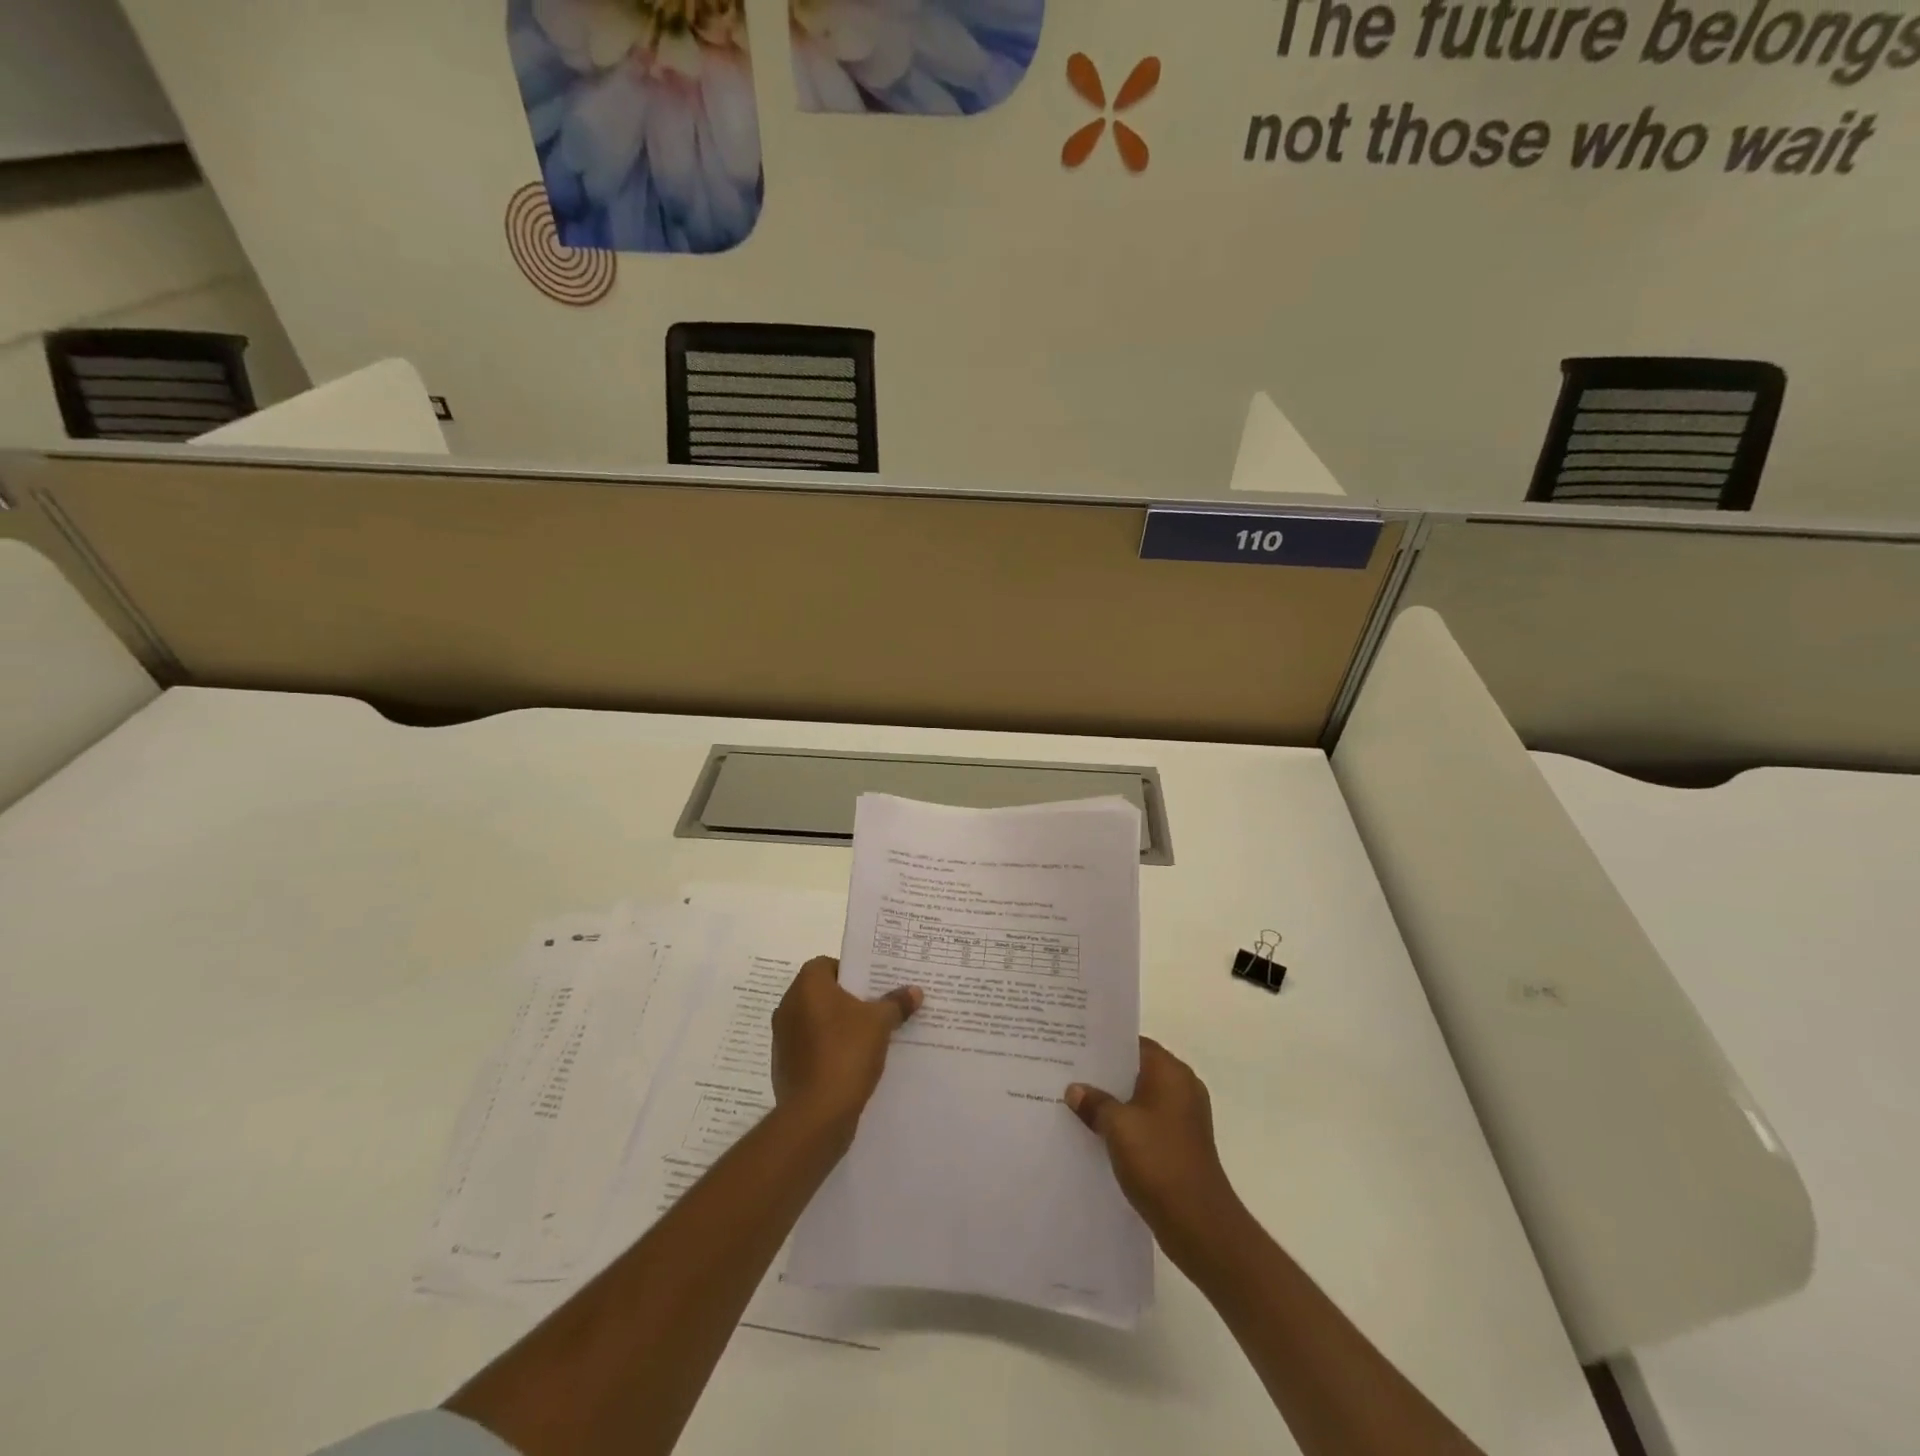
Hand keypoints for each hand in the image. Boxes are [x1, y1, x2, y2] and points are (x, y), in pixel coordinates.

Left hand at [772, 956, 921, 1138]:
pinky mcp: (785, 1066)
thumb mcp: (880, 1023)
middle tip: (878, 1008)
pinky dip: (829, 1050)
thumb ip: (896, 1003)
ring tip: (871, 1037)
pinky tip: (853, 1063)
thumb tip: (914, 991)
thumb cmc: (846, 1053)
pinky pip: (812, 1048)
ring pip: (817, 1022)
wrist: (815, 1115)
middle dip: (849, 1000)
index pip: (828, 964)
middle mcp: (788, 1006)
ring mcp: (783, 1038)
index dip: (852, 972)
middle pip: (823, 993)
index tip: (874, 986)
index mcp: (807, 986)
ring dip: (839, 1027)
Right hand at [1066, 1038, 1246, 1259]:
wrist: (1199, 1224)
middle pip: (1136, 1070)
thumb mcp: (1117, 1126)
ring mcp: (1183, 1118)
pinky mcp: (1179, 1144)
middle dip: (1104, 1075)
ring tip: (1075, 1102)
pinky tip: (1096, 1133)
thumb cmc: (1158, 1161)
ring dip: (1113, 1102)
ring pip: (1139, 1098)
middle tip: (1067, 1073)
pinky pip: (1146, 1122)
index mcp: (1171, 1072)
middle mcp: (1181, 1088)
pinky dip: (1125, 1124)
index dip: (1104, 1044)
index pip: (1134, 1044)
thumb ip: (1094, 1102)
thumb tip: (1075, 1090)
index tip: (1074, 1046)